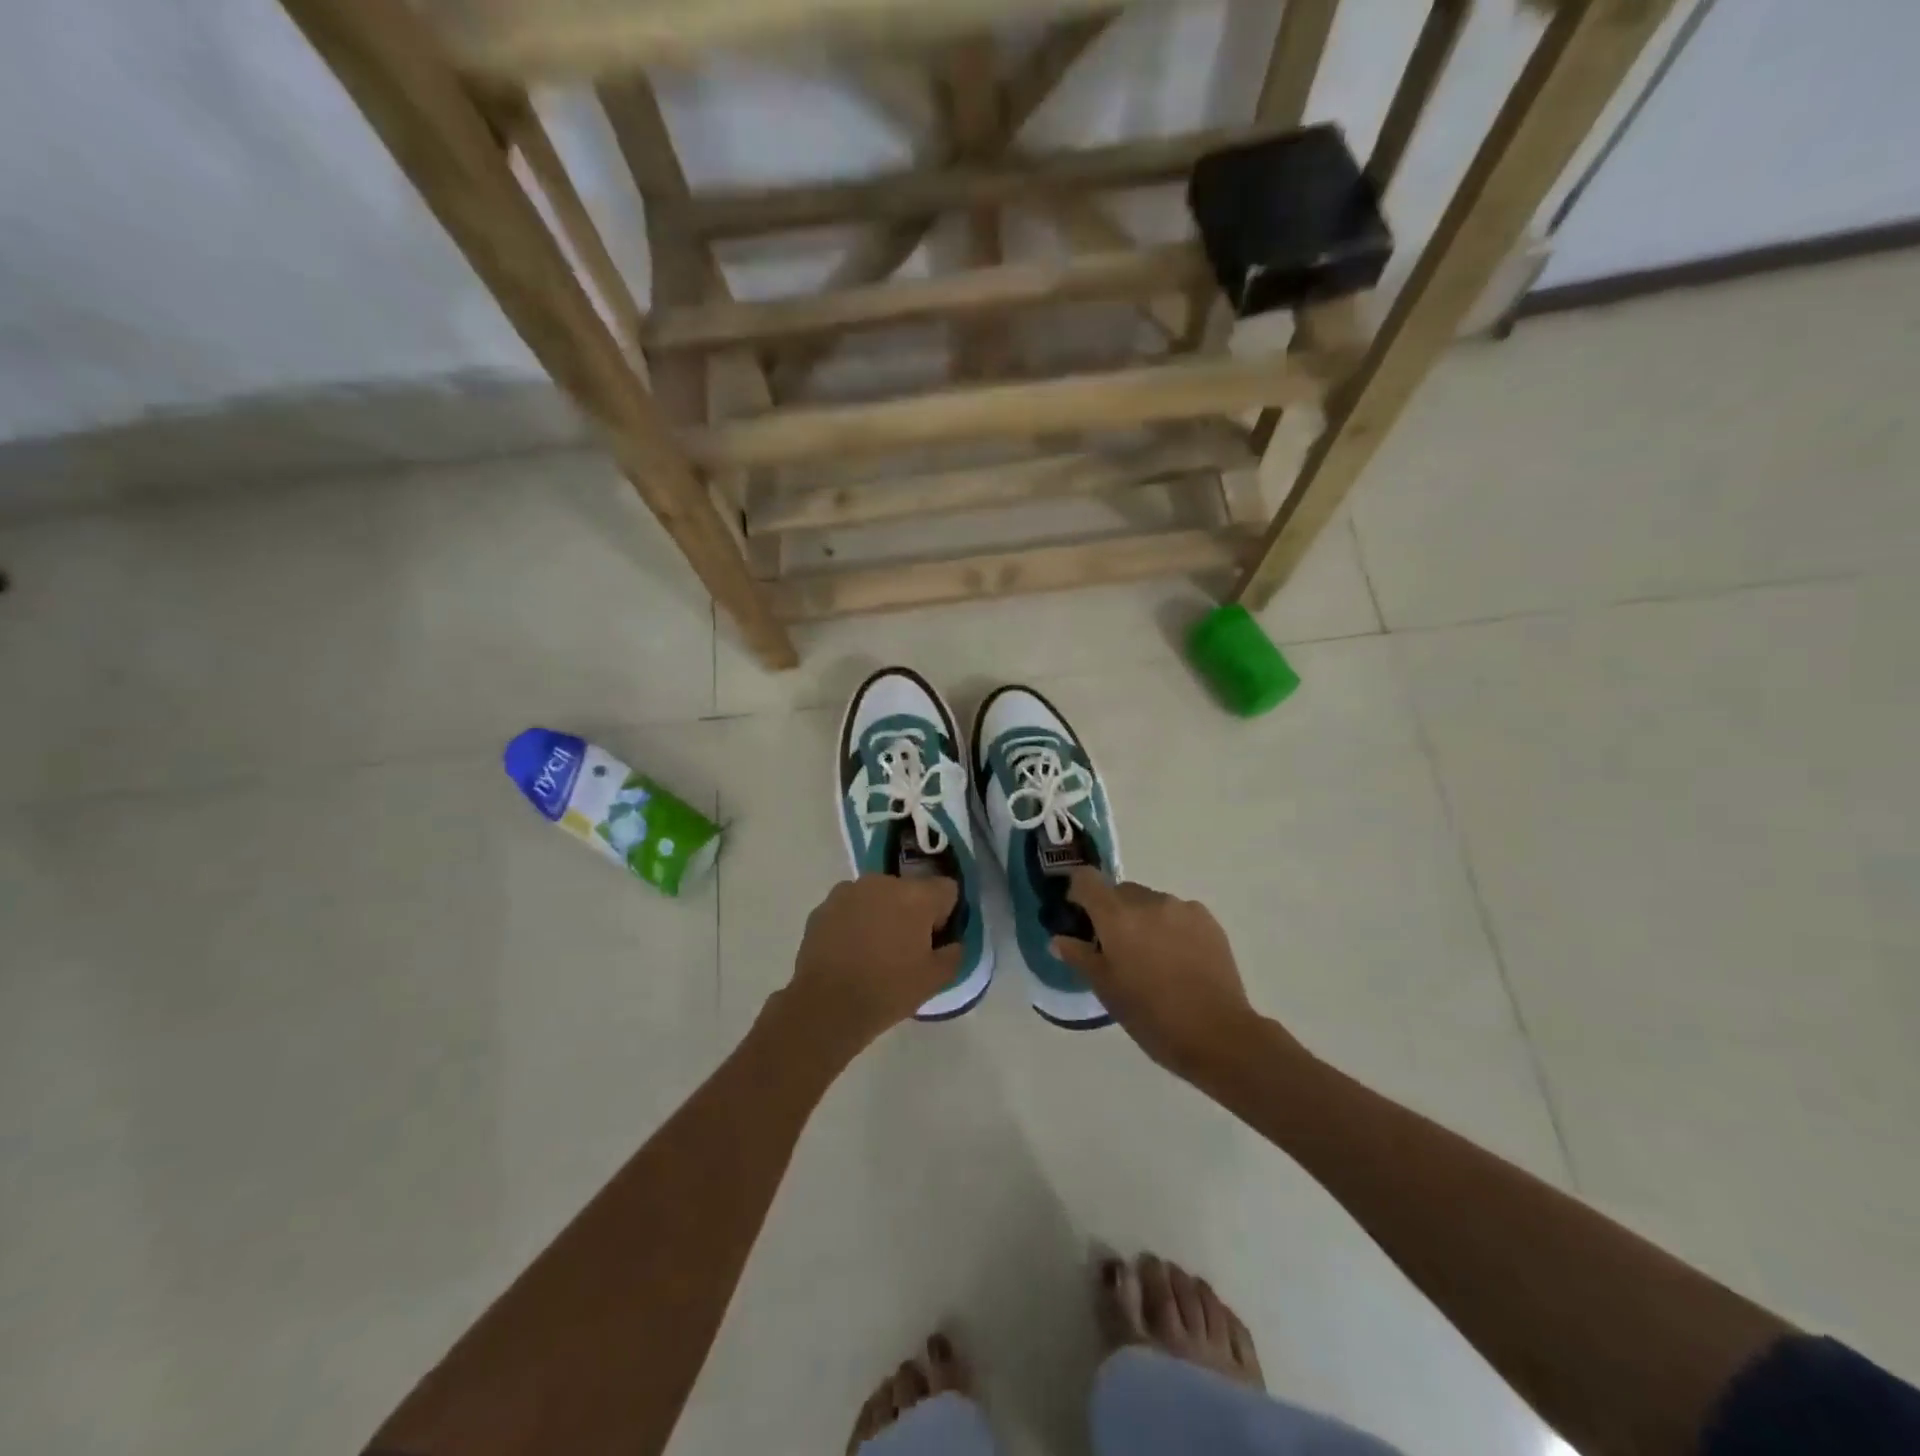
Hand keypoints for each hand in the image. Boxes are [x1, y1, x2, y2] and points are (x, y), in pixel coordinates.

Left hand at [785, 875, 963, 1050]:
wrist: (826, 1006)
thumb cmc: (888, 990)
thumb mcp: (935, 980)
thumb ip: (954, 953)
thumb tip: (951, 942)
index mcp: (916, 895)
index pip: (947, 889)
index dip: (945, 915)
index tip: (935, 941)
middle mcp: (883, 882)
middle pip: (910, 890)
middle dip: (912, 912)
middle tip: (905, 948)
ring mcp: (849, 891)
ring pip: (878, 896)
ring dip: (882, 914)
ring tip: (873, 951)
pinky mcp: (823, 906)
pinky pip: (851, 907)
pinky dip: (855, 922)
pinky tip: (849, 952)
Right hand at [1053, 870, 1287, 1082]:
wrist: (1217, 1035)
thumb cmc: (1151, 1016)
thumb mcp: (1106, 990)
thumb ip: (1080, 957)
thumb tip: (1059, 939)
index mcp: (1117, 916)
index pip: (1087, 879)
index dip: (1078, 891)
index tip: (1079, 915)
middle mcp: (1148, 901)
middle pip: (1119, 891)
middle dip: (1112, 912)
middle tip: (1116, 948)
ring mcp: (1181, 908)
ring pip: (1150, 902)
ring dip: (1143, 919)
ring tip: (1152, 958)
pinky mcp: (1207, 919)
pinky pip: (1177, 912)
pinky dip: (1170, 927)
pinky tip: (1178, 960)